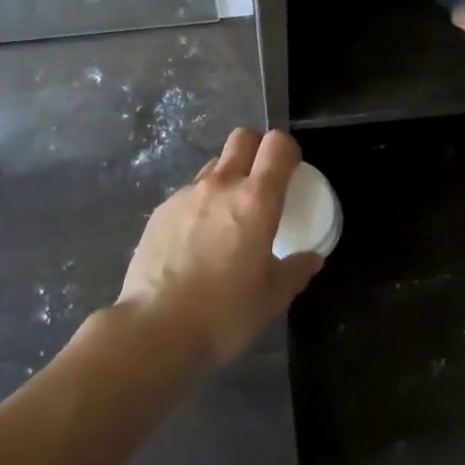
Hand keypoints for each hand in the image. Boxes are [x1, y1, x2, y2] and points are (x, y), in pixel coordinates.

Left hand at [116, 128, 322, 368]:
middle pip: (243, 138)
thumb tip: (311, 259)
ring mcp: (186, 194)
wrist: (154, 327)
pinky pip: (190, 192)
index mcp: (256, 201)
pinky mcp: (161, 209)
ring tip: (228, 215)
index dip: (289, 150)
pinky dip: (201, 203)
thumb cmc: (222, 314)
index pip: (277, 146)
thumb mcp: (271, 299)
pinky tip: (197, 239)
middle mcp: (221, 185)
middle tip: (263, 180)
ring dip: (228, 177)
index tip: (292, 170)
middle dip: (257, 148)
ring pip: (214, 165)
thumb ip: (294, 271)